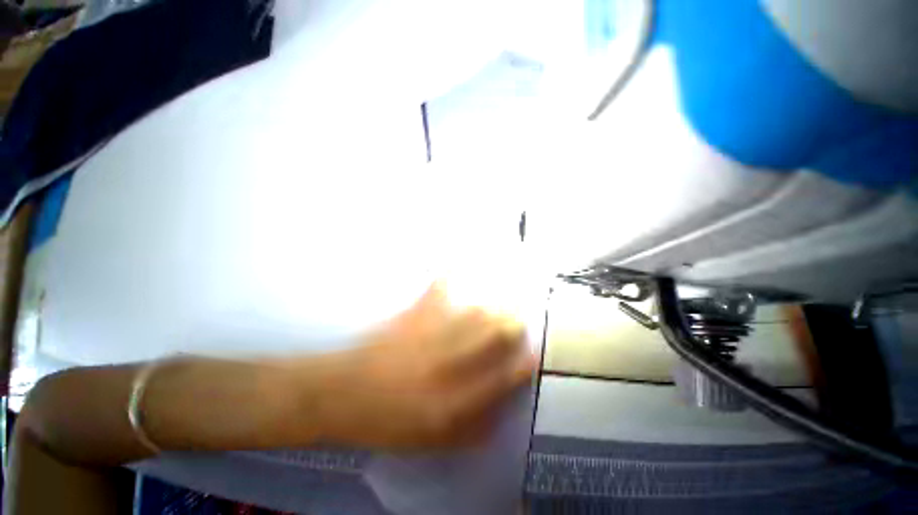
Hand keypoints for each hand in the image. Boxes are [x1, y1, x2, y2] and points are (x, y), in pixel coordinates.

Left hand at [296, 283, 535, 449]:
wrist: (342, 394)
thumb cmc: (387, 421)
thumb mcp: (433, 441)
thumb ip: (472, 429)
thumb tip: (502, 409)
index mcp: (452, 402)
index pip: (500, 380)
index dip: (522, 366)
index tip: (534, 354)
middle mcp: (447, 365)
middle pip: (491, 337)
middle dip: (512, 325)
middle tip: (520, 317)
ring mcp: (429, 336)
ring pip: (473, 314)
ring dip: (493, 304)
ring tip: (506, 296)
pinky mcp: (413, 317)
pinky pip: (437, 291)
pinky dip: (450, 276)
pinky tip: (460, 264)